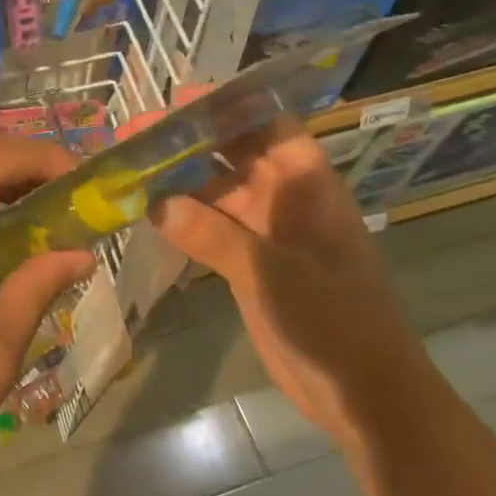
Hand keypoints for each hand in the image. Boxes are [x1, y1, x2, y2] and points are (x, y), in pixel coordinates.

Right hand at [151, 124, 434, 446]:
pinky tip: (147, 213)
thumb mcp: (270, 273)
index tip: (178, 100)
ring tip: (130, 169)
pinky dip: (184, 221)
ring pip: (219, 194)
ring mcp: (269, 234)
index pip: (268, 126)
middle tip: (135, 134)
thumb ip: (212, 235)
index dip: (228, 106)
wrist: (365, 394)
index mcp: (308, 187)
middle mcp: (287, 200)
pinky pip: (213, 230)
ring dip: (180, 183)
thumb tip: (156, 203)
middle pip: (235, 156)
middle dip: (189, 142)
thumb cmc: (333, 323)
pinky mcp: (253, 265)